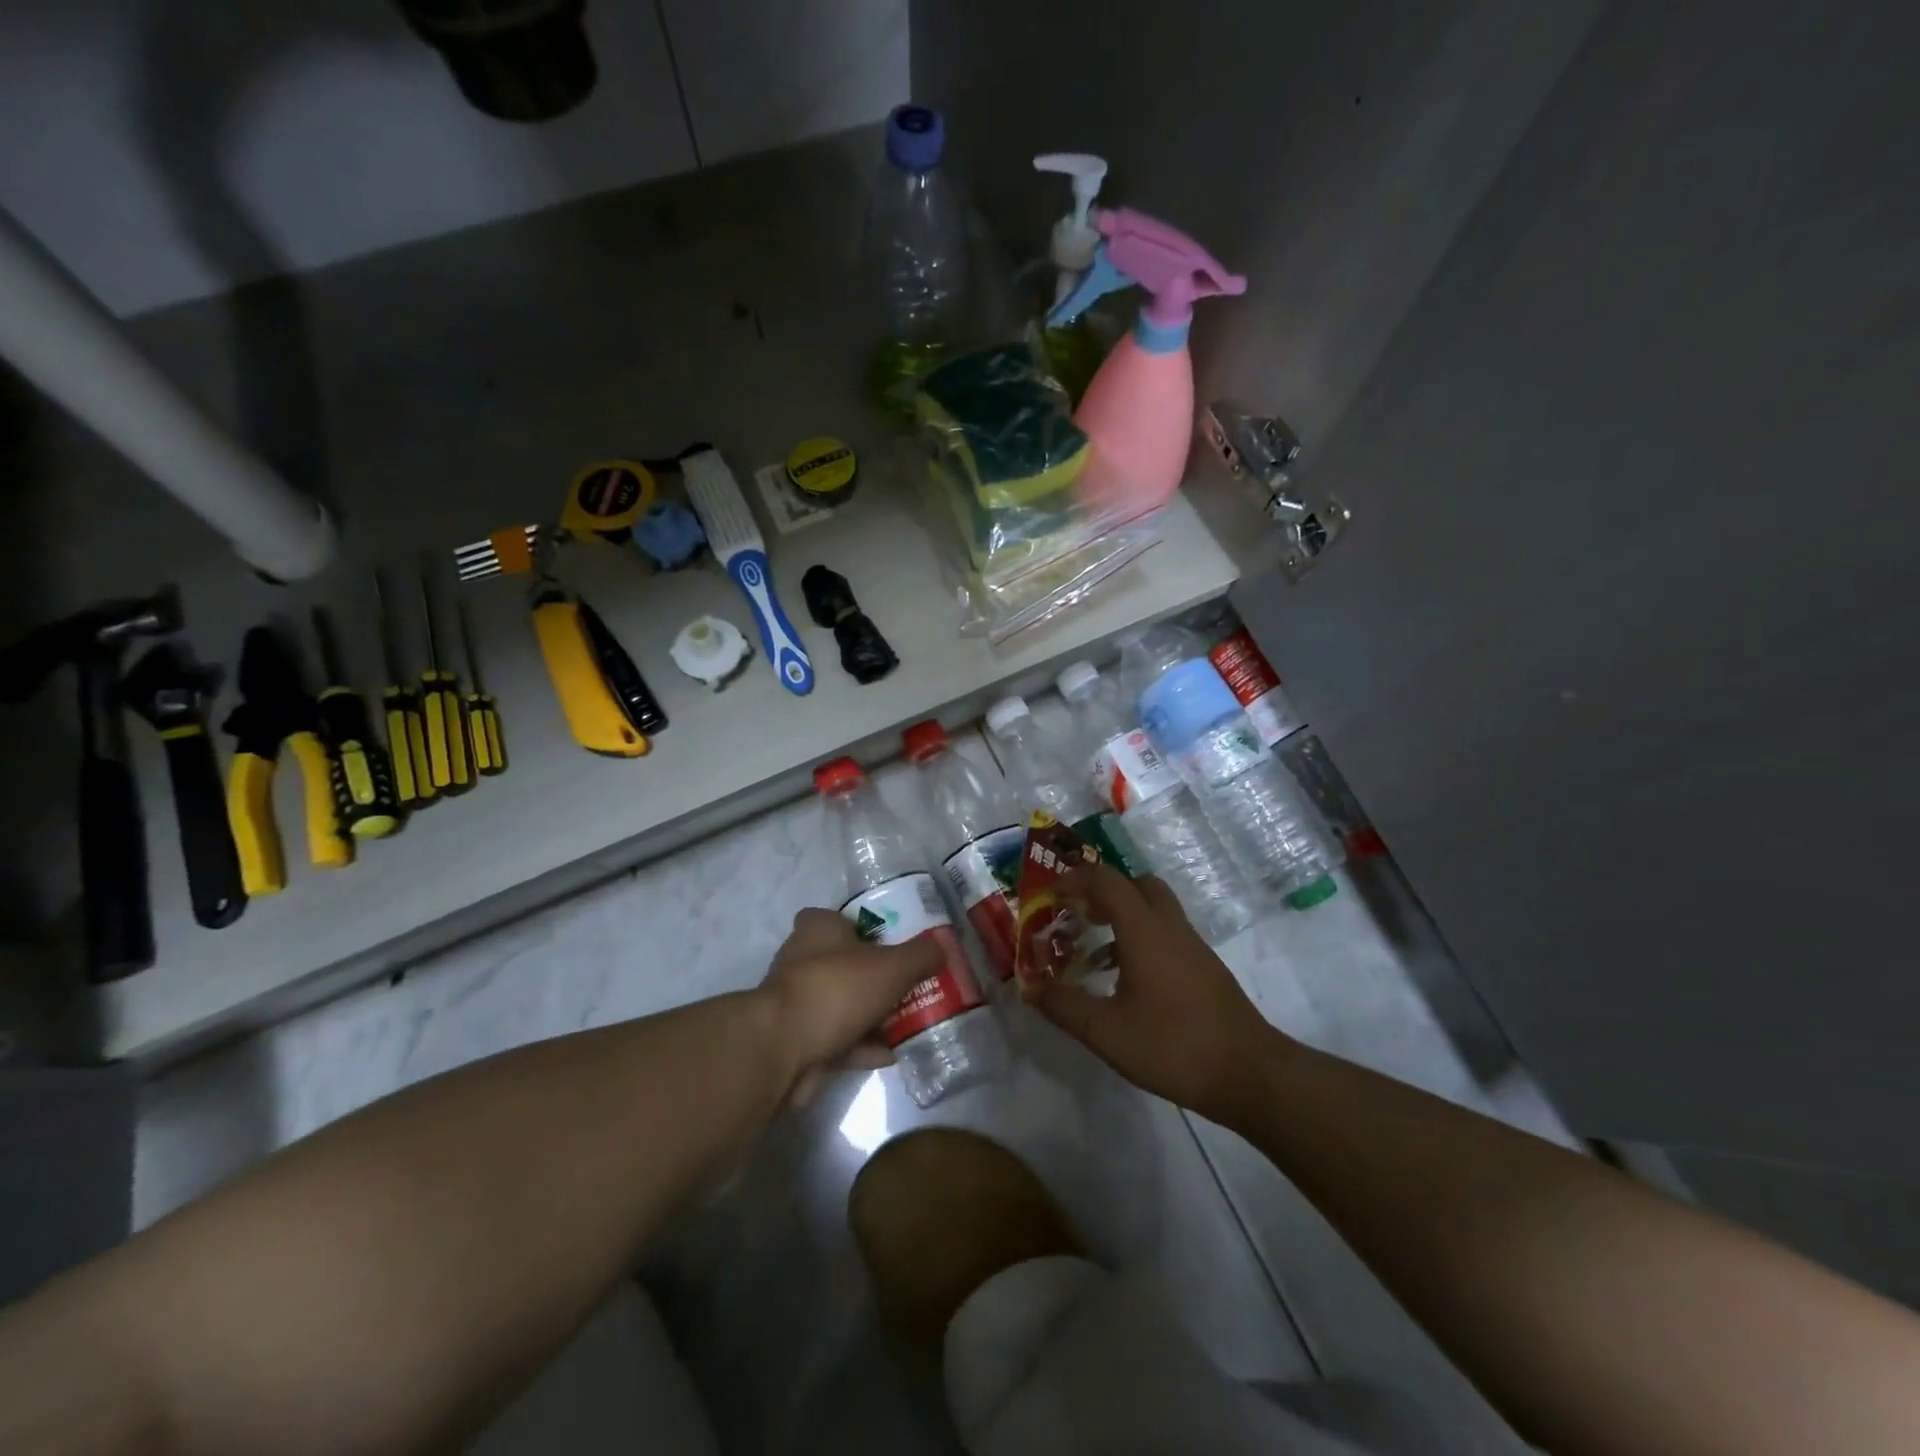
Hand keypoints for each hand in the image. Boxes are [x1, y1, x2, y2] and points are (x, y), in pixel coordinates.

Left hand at [759, 908, 945, 1105]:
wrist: (783, 1049)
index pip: (841, 918)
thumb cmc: (837, 989)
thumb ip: (921, 956)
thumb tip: (942, 948)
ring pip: (844, 1003)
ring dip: (873, 1014)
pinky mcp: (799, 1040)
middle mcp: (803, 959)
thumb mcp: (892, 966)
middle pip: (847, 963)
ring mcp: (799, 1002)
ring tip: (911, 1021)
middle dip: (877, 976)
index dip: (867, 928)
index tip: (896, 944)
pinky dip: (864, 1046)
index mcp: (818, 929)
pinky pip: (839, 1039)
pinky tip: (894, 1053)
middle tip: (912, 984)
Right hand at [1037, 865, 1285, 1119]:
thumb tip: (1032, 988)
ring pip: (1154, 909)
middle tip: (1077, 913)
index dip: (1075, 879)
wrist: (1250, 1074)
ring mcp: (1192, 946)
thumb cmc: (1174, 1046)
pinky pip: (1166, 933)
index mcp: (1144, 930)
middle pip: (1137, 884)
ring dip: (1122, 915)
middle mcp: (1170, 927)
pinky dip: (1141, 938)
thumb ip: (1065, 1006)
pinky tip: (1126, 979)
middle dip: (1103, 890)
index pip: (1107, 881)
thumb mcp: (1107, 1032)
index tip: (1050, 894)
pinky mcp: (1204, 967)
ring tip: (1093, 948)